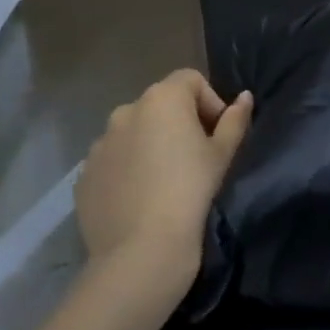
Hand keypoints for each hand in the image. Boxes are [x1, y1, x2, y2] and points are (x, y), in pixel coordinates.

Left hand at [77, 70, 253, 294]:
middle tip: (195, 160)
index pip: (190, 80)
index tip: (217, 136)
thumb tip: (244, 98)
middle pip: (160, 105)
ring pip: (133, 133)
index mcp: (161, 99)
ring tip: (165, 182)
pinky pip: (113, 162)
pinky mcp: (85, 174)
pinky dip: (127, 171)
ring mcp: (100, 143)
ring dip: (150, 146)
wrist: (141, 250)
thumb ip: (234, 121)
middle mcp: (125, 111)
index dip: (209, 102)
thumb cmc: (191, 192)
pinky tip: (140, 200)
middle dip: (179, 124)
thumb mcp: (222, 156)